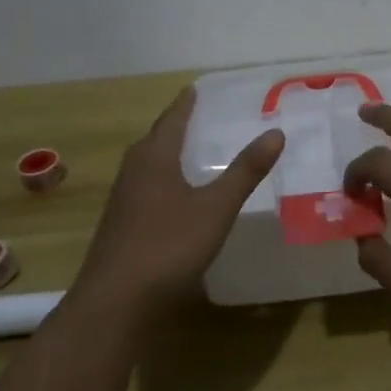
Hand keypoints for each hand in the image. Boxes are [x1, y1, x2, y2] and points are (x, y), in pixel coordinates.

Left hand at [75, 87, 284, 317]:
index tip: (196, 88)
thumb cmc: (168, 246)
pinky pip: (145, 189)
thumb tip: (276, 132)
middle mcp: (133, 172)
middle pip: (155, 139)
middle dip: (176, 126)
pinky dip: (163, 180)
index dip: (185, 103)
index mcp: (154, 158)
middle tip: (201, 117)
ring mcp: (123, 202)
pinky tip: (177, 197)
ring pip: (147, 166)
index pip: (172, 119)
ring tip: (192, 151)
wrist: (115, 303)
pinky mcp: (121, 227)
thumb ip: (246, 171)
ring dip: (168, 154)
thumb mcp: (216, 207)